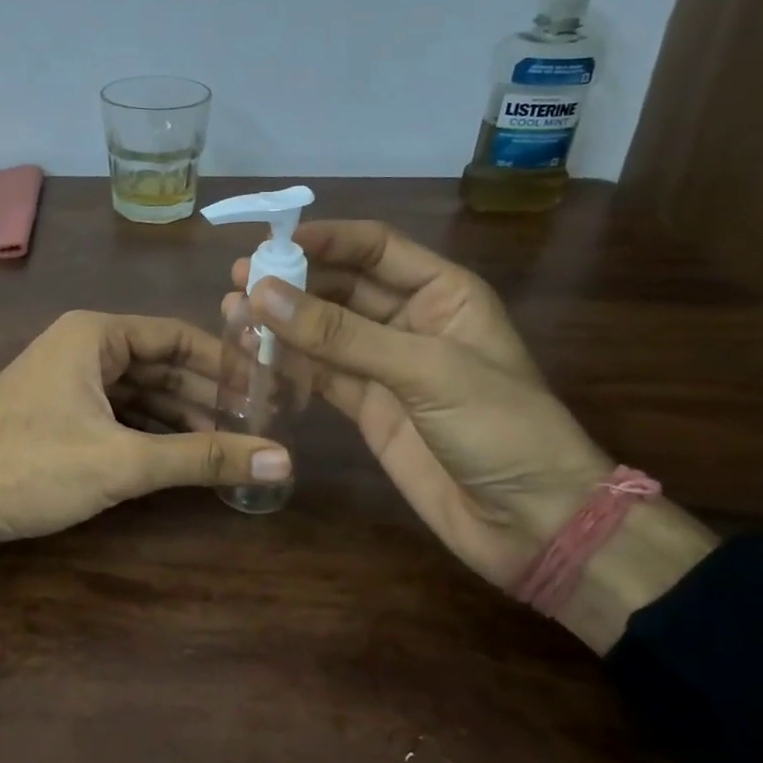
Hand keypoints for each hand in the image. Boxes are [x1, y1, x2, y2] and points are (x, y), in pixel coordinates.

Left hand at [0, 309, 290, 546]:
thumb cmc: (31, 466)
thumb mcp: (123, 461)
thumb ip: (201, 458)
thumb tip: (281, 459)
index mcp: (95, 334)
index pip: (178, 336)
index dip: (225, 363)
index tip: (266, 391)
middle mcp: (82, 347)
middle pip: (161, 364)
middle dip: (206, 396)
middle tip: (256, 426)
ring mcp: (67, 381)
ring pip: (139, 392)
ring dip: (181, 417)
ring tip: (229, 446)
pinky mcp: (57, 415)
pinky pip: (117, 414)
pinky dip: (150, 432)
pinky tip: (180, 456)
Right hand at [227, 220, 612, 587]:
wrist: (531, 523)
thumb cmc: (499, 428)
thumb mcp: (425, 370)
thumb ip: (341, 334)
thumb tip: (263, 293)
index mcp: (443, 293)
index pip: (376, 247)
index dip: (326, 239)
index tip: (271, 242)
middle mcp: (411, 320)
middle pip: (343, 286)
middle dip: (294, 281)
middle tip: (239, 280)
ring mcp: (387, 366)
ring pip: (325, 330)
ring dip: (283, 320)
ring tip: (231, 311)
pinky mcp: (368, 407)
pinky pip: (321, 372)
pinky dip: (289, 362)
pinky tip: (253, 352)